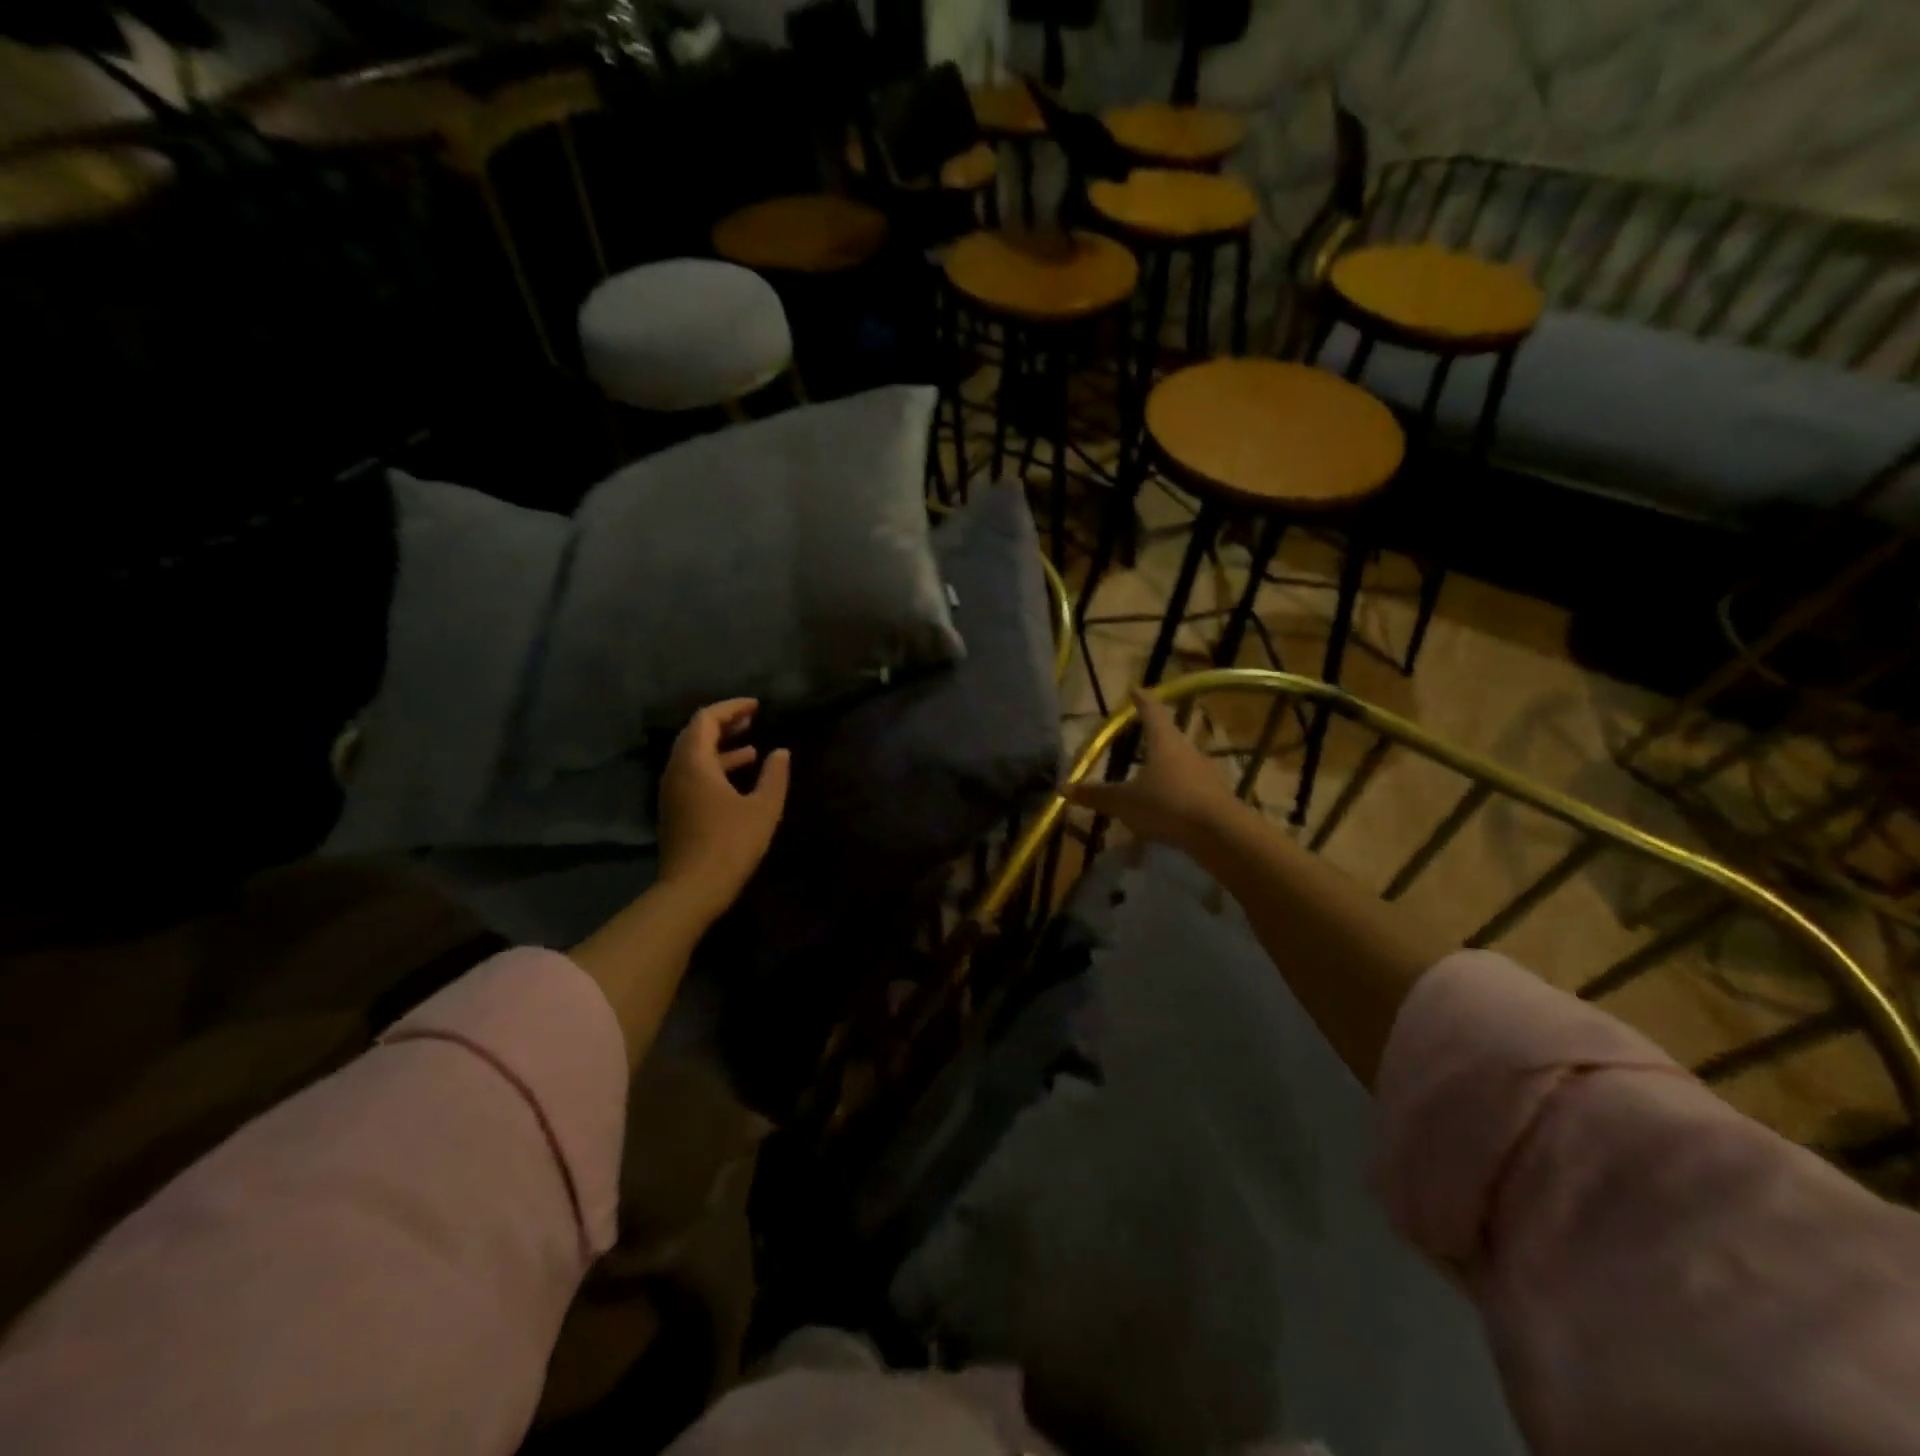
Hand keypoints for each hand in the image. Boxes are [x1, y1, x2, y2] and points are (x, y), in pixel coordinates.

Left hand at [658, 699, 789, 921]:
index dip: (731, 708)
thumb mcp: (763, 808)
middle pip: (695, 734)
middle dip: (724, 723)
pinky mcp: (674, 809)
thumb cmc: (730, 845)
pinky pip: (692, 774)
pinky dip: (714, 766)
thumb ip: (774, 776)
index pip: (706, 719)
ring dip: (720, 746)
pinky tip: (737, 778)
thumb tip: (780, 752)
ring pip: (693, 756)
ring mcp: (672, 791)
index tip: (756, 706)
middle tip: (752, 720)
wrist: (691, 890)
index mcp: (694, 763)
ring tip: (751, 747)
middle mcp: (676, 771)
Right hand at [1065, 688, 1241, 852]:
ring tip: (1149, 776)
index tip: (1136, 690)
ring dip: (1165, 767)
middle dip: (1155, 736)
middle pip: (1169, 737)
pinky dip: (1176, 792)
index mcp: (1164, 742)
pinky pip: (1189, 788)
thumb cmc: (1167, 805)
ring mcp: (1205, 773)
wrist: (1221, 834)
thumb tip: (1064, 788)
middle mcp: (1187, 751)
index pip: (1152, 712)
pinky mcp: (1215, 797)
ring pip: (1181, 763)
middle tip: (1141, 735)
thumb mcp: (1125, 802)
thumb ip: (1097, 795)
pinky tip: (1166, 808)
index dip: (1142, 701)